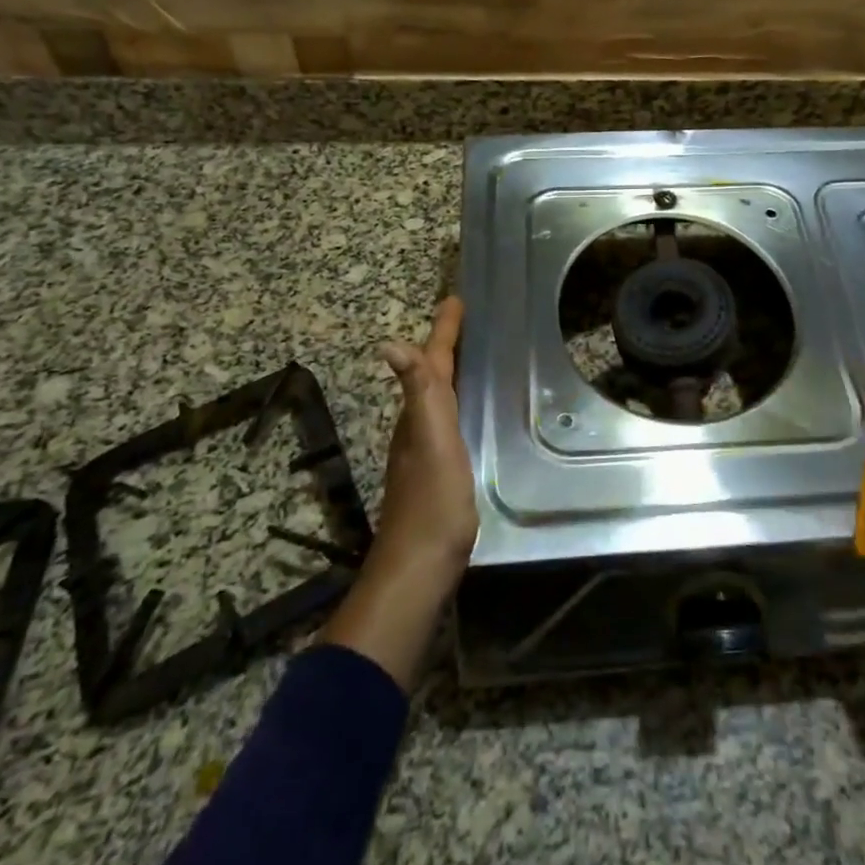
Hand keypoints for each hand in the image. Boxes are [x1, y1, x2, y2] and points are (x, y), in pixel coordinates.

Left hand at [374, 295, 476, 579]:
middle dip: (446, 344)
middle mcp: (420, 425)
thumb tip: (388, 343)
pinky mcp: (442, 470)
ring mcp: (429, 449)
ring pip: (440, 397)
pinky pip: (451, 420)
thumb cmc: (433, 499)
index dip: (443, 331)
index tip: (455, 300)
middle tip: (467, 320)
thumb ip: (417, 393)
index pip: (432, 361)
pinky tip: (475, 409)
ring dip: (452, 371)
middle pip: (432, 374)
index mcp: (420, 413)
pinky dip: (460, 402)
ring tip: (474, 354)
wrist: (421, 565)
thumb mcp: (431, 440)